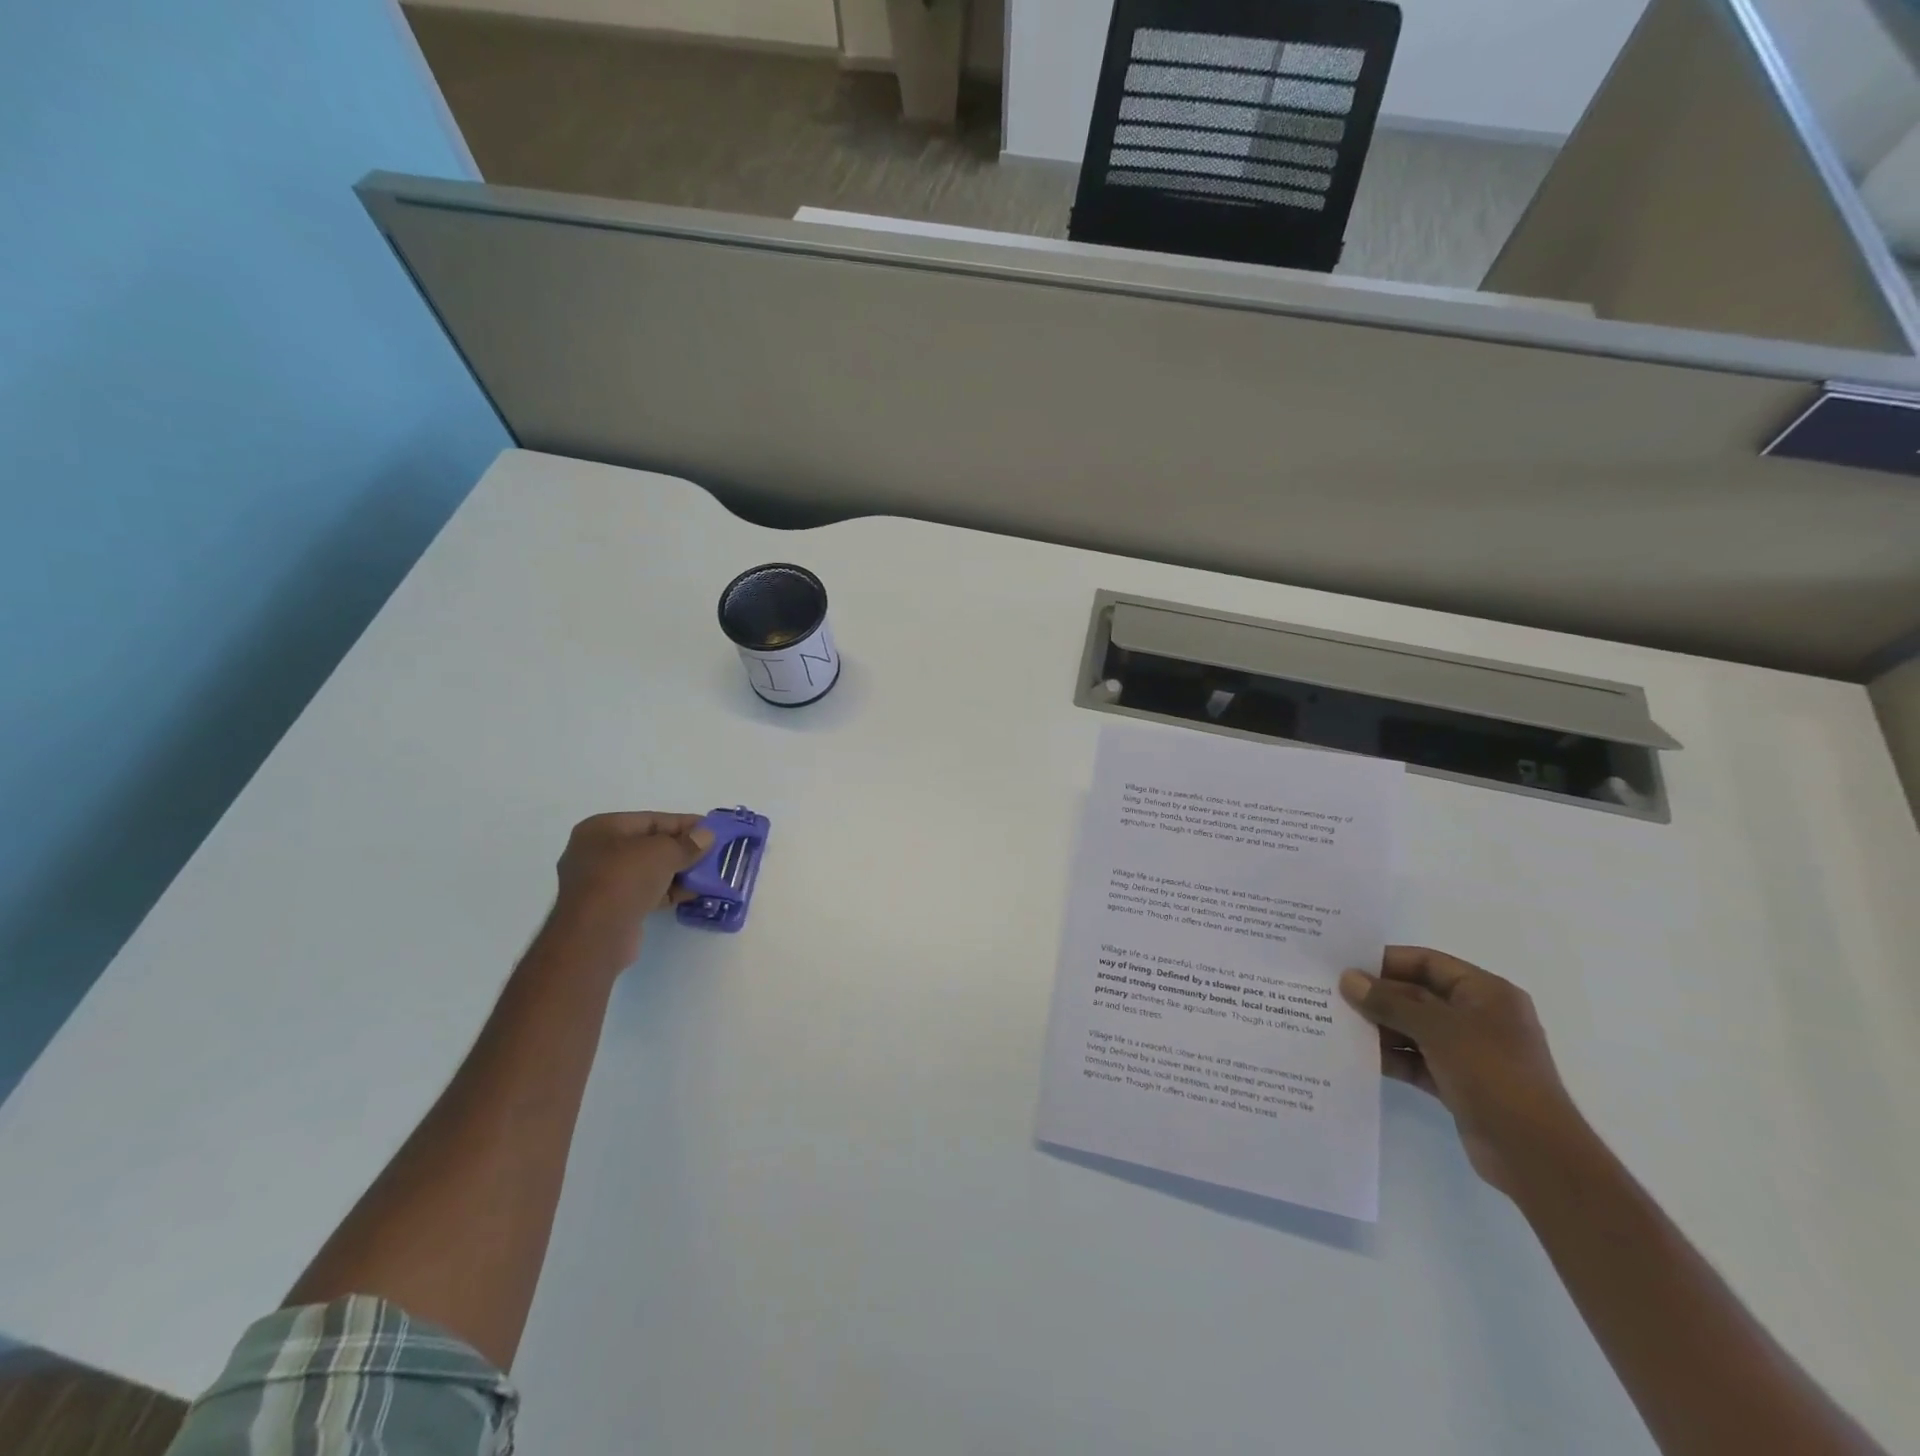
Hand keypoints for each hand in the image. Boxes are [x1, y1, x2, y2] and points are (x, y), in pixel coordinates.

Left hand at [551, 812, 715, 958]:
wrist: (594, 936)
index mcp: (602, 829)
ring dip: (679, 872)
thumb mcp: (662, 852)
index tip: (713, 829)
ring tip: (711, 874)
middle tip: (714, 853)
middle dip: (683, 849)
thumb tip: (706, 836)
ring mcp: (602, 882)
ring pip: (649, 870)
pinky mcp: (611, 908)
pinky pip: (646, 892)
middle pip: (650, 845)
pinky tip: (694, 893)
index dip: (684, 823)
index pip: (652, 820)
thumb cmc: (624, 880)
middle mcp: (597, 852)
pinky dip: (669, 891)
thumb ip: (687, 843)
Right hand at [1339, 947, 1585, 1197]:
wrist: (1535, 1155)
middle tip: (1332, 995)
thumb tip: (1348, 979)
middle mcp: (1479, 1017)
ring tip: (1336, 1024)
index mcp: (1486, 994)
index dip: (1387, 961)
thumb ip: (1390, 1002)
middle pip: (1417, 996)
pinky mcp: (1458, 1083)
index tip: (1346, 965)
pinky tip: (1357, 1056)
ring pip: (1414, 1029)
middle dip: (1378, 996)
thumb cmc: (1493, 1075)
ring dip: (1380, 1027)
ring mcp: (1469, 1052)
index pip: (1428, 963)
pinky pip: (1416, 1060)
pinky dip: (1391, 1057)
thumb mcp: (1438, 1030)